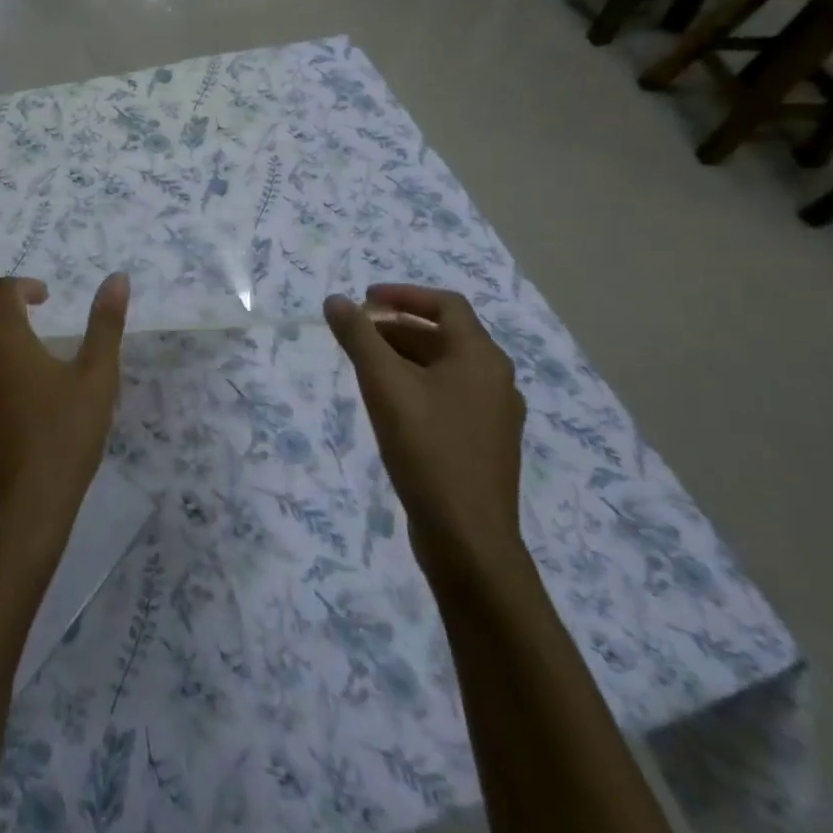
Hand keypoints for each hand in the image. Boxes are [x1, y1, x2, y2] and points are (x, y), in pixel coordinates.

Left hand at [0, 274, 130, 572]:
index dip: (24, 287)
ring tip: (12, 360)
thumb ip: (105, 324)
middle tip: (28, 329)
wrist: (16, 511)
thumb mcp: (97, 378)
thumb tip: (118, 277)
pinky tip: (0, 400)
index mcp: (3, 337)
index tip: (45, 300)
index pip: (2, 290)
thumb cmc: (62, 439)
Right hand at [324, 285, 525, 582]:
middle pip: (444, 336)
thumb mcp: (384, 385)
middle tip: (356, 334)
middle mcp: (496, 380)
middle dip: (397, 327)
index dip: (404, 294)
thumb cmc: (427, 450)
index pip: (446, 305)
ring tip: (364, 366)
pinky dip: (417, 385)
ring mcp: (494, 415)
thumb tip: (336, 300)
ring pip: (445, 368)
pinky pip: (449, 396)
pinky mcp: (484, 444)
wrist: (468, 538)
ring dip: (405, 356)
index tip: (365, 299)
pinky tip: (389, 405)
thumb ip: (359, 337)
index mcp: (481, 358)